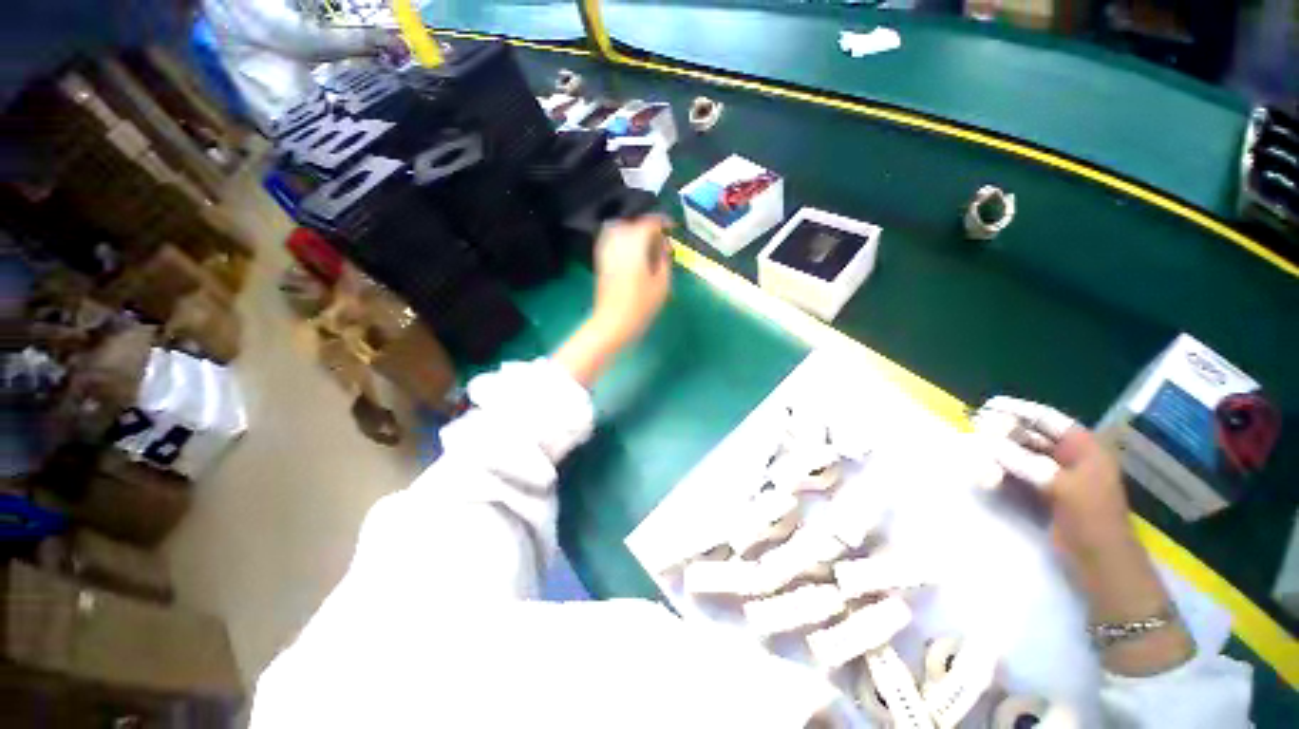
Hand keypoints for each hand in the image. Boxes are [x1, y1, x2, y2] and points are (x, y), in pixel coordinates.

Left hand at [590, 216, 672, 347]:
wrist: (613, 322)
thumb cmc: (641, 306)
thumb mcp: (662, 284)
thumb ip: (663, 260)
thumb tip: (662, 247)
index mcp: (635, 246)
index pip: (649, 223)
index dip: (662, 221)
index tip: (671, 227)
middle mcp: (618, 242)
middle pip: (631, 222)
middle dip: (646, 226)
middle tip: (658, 239)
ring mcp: (606, 251)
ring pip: (616, 227)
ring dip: (631, 230)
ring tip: (643, 243)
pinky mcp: (600, 261)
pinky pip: (609, 239)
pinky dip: (620, 238)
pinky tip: (629, 250)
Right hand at [973, 397, 1130, 562]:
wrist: (1100, 562)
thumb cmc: (1091, 519)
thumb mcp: (1061, 487)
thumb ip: (1025, 462)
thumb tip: (988, 441)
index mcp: (1085, 449)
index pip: (1048, 420)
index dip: (1019, 410)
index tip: (989, 405)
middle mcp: (1070, 458)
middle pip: (1032, 436)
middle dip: (1004, 432)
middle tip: (976, 428)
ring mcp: (1057, 476)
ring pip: (1022, 455)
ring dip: (999, 453)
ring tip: (976, 450)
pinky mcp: (1045, 494)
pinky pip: (1019, 475)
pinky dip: (1002, 472)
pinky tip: (987, 474)